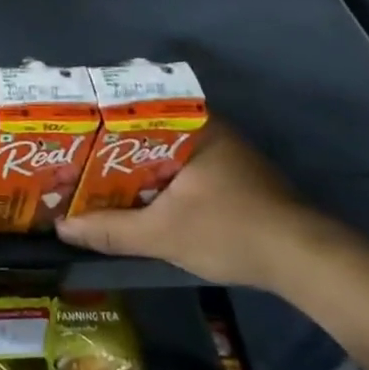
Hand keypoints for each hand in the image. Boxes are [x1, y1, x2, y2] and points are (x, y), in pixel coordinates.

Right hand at [54, 119, 356, 290]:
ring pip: (163, 151)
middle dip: (110, 145)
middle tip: (72, 155)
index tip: (70, 128)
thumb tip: (61, 228)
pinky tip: (133, 196)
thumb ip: (110, 230)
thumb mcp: (162, 234)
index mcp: (194, 127)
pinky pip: (179, 168)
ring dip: (132, 165)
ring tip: (92, 175)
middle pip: (145, 131)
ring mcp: (224, 155)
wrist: (306, 263)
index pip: (135, 106)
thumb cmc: (231, 231)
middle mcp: (210, 131)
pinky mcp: (232, 179)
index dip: (98, 117)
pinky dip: (155, 179)